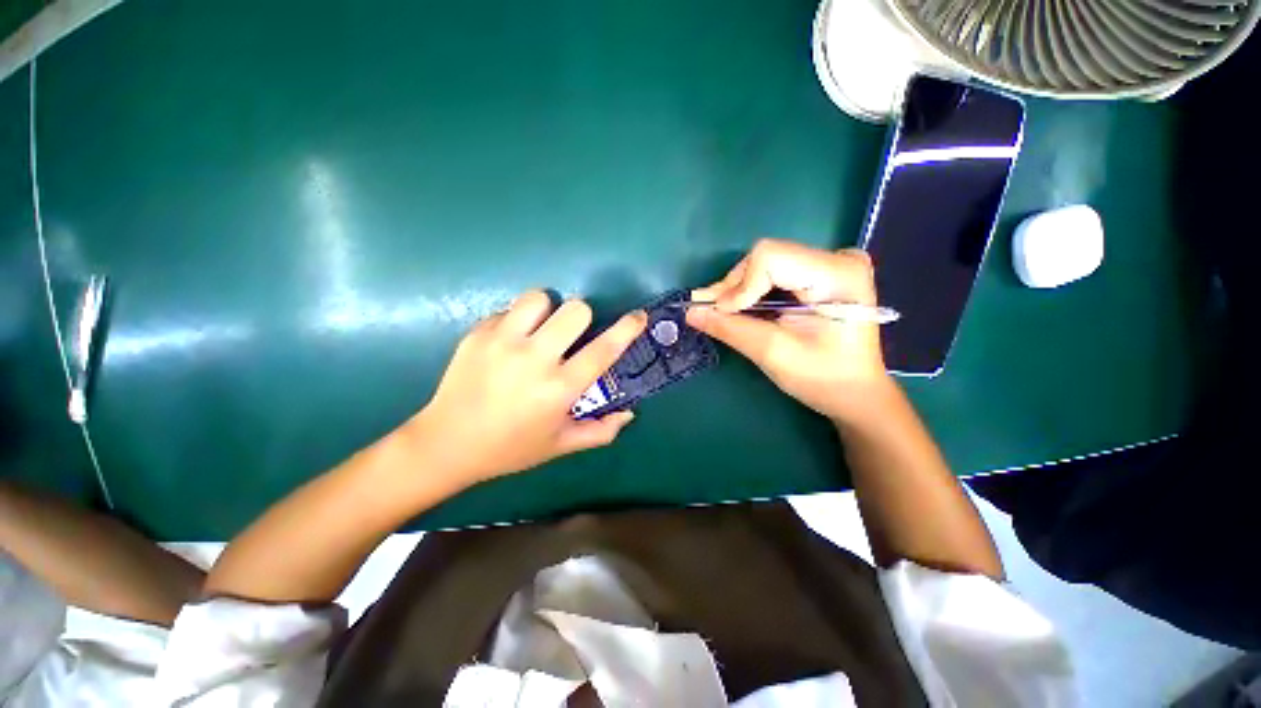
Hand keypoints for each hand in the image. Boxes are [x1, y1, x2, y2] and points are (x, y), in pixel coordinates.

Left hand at [408, 290, 647, 484]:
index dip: (626, 329)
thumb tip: (629, 413)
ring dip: (548, 310)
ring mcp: (502, 342)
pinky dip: (518, 320)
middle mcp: (534, 359)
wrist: (447, 443)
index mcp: (559, 388)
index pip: (603, 350)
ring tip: (539, 330)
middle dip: (581, 317)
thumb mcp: (560, 445)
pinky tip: (509, 342)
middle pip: (575, 309)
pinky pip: (510, 309)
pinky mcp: (478, 333)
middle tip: (571, 335)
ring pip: (540, 298)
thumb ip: (600, 431)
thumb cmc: (511, 448)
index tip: (638, 316)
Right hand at [686, 239, 893, 424]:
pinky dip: (752, 290)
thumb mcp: (773, 353)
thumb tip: (691, 312)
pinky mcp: (821, 273)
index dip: (738, 285)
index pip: (771, 258)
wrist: (855, 392)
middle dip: (734, 287)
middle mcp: (837, 258)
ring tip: (720, 312)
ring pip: (766, 263)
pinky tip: (739, 308)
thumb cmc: (823, 378)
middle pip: (766, 257)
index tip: (719, 314)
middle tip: (709, 312)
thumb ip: (731, 328)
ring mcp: (830, 263)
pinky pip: (774, 272)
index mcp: (838, 274)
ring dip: (739, 289)